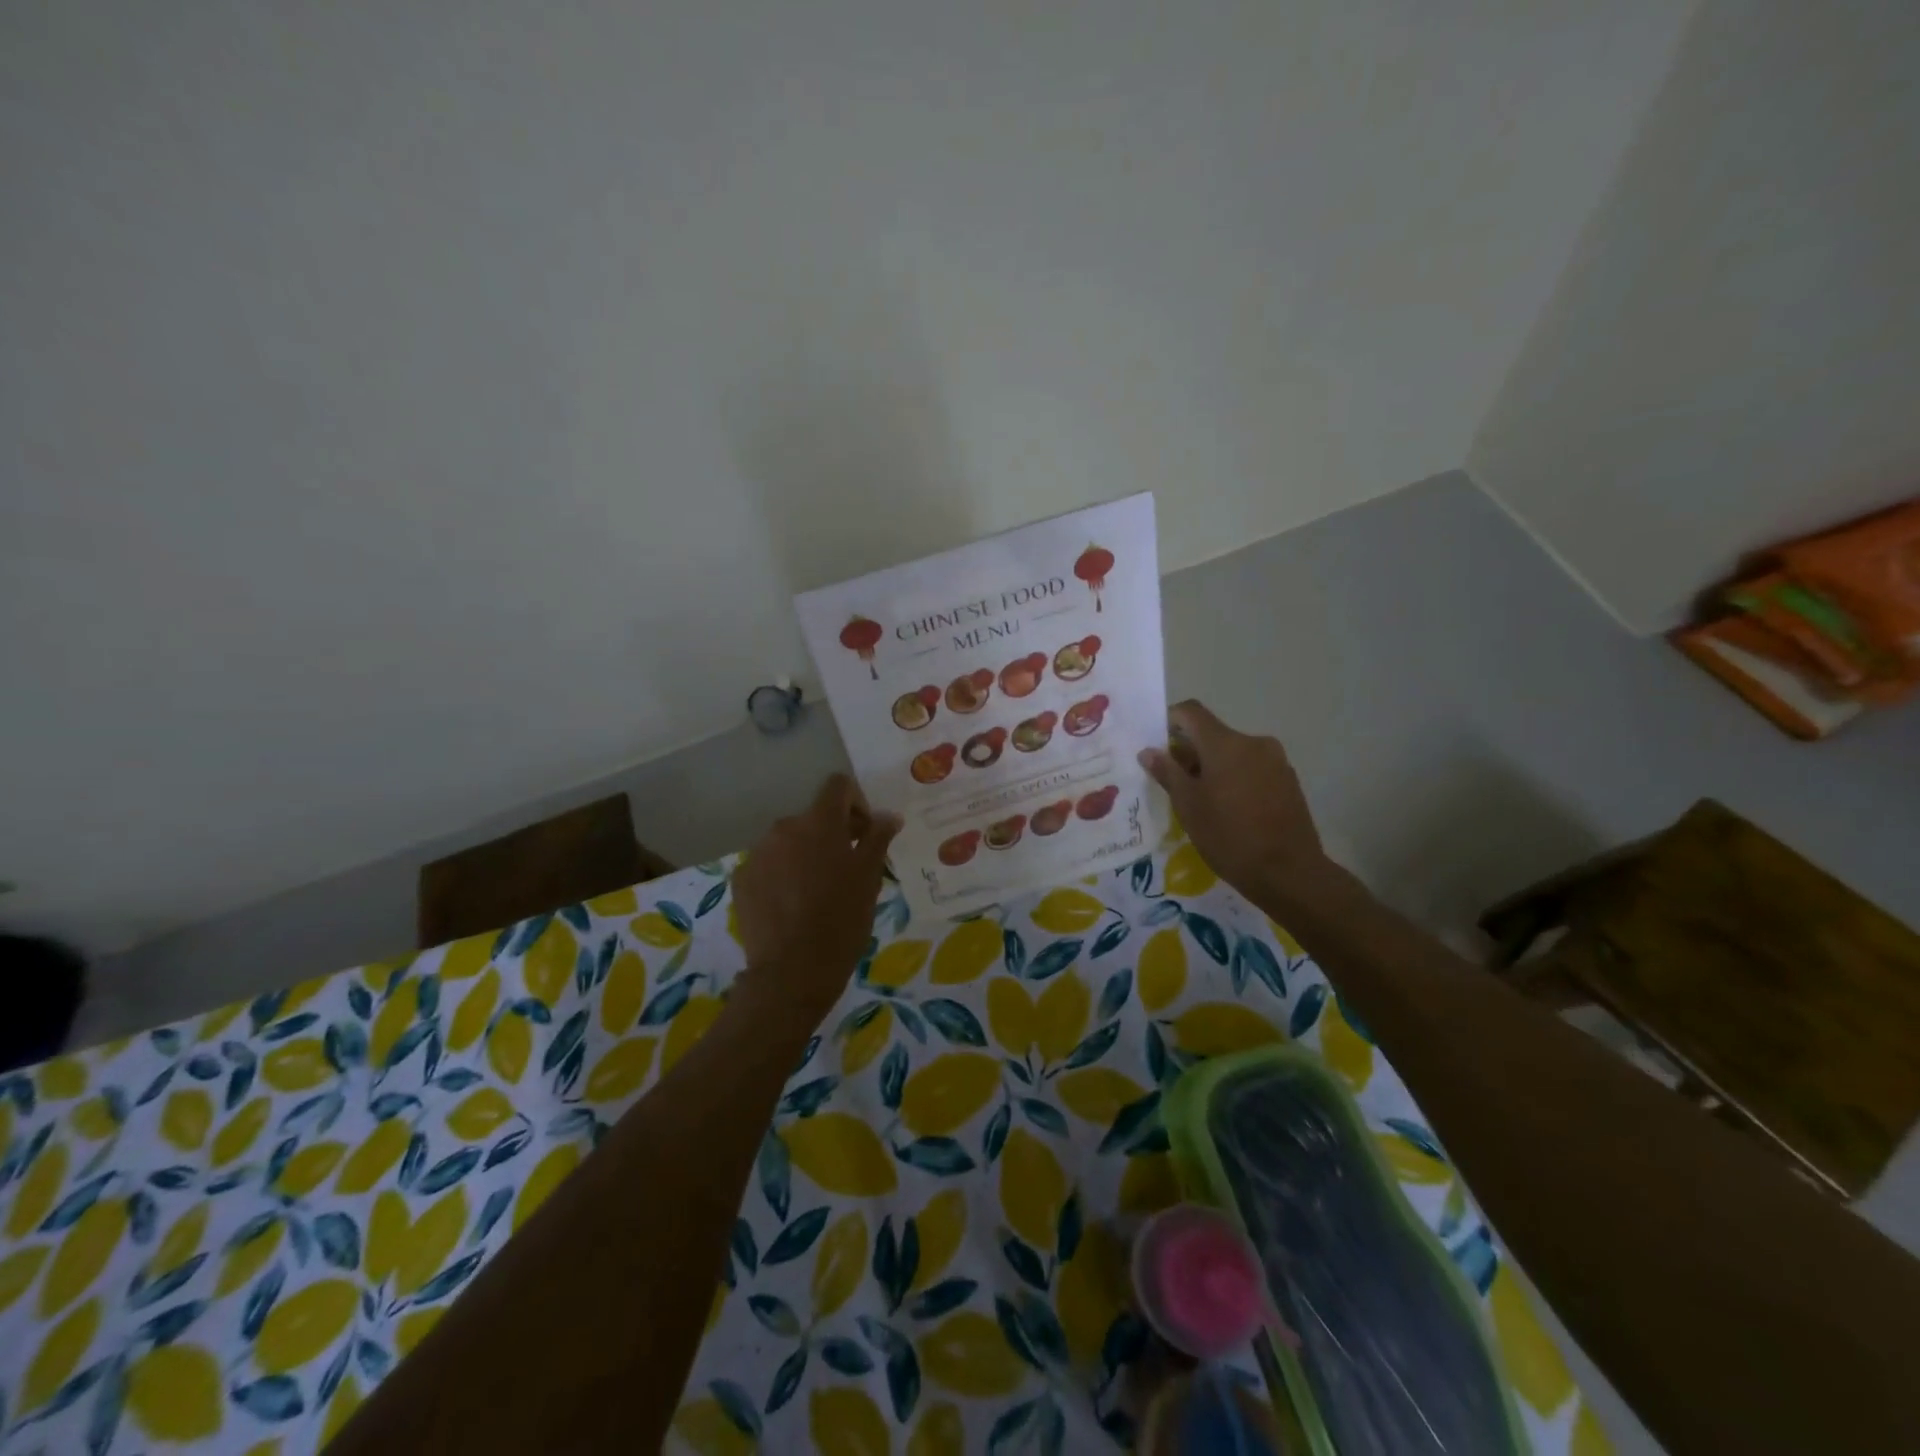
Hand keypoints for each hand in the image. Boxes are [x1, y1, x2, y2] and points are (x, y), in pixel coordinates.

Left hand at [731, 774, 901, 1021]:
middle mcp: (784, 827)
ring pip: (789, 842)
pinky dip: (783, 876)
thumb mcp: (869, 878)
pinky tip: (793, 907)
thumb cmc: (841, 921)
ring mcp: (758, 854)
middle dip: (832, 835)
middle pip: (813, 817)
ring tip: (818, 893)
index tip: (864, 835)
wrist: (792, 972)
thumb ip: (878, 838)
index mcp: (819, 822)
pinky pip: (768, 865)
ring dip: (806, 855)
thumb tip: (888, 815)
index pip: (837, 786)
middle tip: (847, 871)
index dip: (856, 803)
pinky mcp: (742, 880)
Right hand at [1139, 700, 1331, 908]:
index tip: (1156, 744)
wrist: (1289, 872)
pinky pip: (1252, 768)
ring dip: (1213, 766)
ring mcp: (1275, 761)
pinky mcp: (1288, 780)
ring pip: (1233, 753)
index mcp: (1225, 743)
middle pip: (1212, 734)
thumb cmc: (1229, 836)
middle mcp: (1253, 742)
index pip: (1191, 712)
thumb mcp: (1188, 806)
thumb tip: (1149, 751)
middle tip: (1172, 782)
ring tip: (1201, 800)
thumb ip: (1167, 772)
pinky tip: (1229, 809)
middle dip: (1190, 751)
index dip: (1169, 720)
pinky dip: (1235, 778)